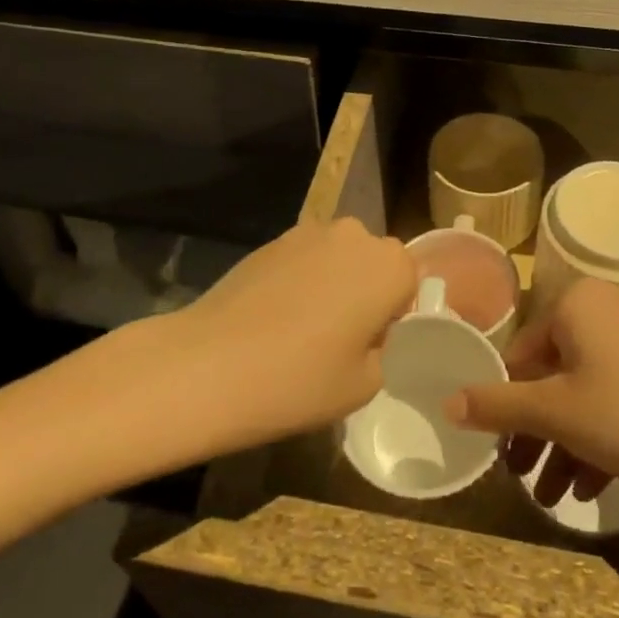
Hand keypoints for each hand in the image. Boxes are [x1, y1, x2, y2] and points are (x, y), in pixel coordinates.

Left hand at [157, 218, 415, 451]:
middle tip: (338, 340)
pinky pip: (303, 260)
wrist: (208, 364)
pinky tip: (273, 319)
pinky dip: (298, 282)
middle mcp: (355, 235)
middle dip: (364, 293)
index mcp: (389, 265)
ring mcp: (309, 232)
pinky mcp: (271, 240)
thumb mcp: (364, 385)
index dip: (393, 317)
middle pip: (373, 263)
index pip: (410, 283)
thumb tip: (368, 335)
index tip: (369, 347)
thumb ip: (383, 351)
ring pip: (338, 259)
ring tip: (300, 330)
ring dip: (331, 285)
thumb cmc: (299, 379)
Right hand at [447, 277, 618, 505]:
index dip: (507, 402)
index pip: (522, 351)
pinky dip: (598, 436)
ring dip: (565, 443)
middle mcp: (608, 308)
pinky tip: (587, 488)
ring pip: (586, 391)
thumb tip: (446, 402)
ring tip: (552, 497)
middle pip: (554, 374)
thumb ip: (497, 406)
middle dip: (537, 431)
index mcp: (577, 301)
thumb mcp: (555, 412)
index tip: (500, 445)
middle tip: (521, 476)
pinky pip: (617, 397)